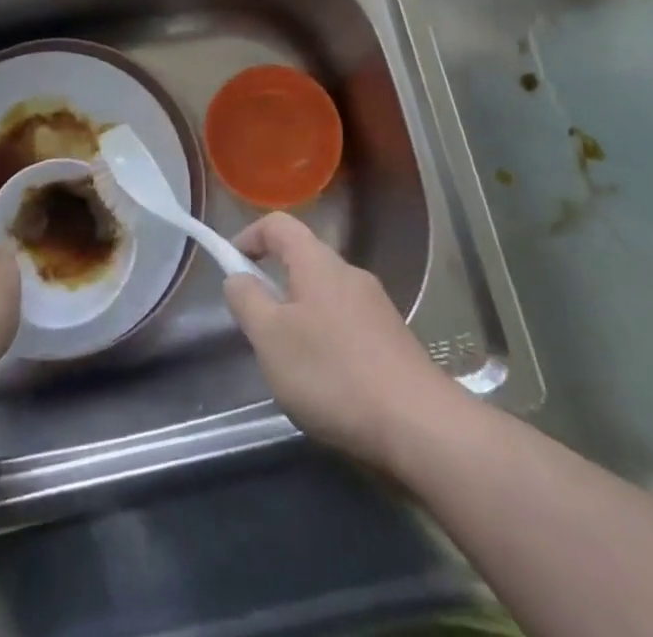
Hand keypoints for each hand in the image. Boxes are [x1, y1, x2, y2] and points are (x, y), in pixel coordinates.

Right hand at [224, 213, 457, 468]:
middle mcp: (349, 273)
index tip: (232, 266)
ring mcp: (376, 306)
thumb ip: (247, 301)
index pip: (278, 224)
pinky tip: (328, 383)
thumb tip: (237, 277)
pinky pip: (348, 323)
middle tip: (258, 326)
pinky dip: (327, 339)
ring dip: (301, 315)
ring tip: (291, 362)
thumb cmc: (333, 373)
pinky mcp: (393, 339)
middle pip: (303, 259)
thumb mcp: (271, 339)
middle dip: (275, 284)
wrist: (420, 426)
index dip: (250, 236)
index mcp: (317, 262)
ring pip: (326, 295)